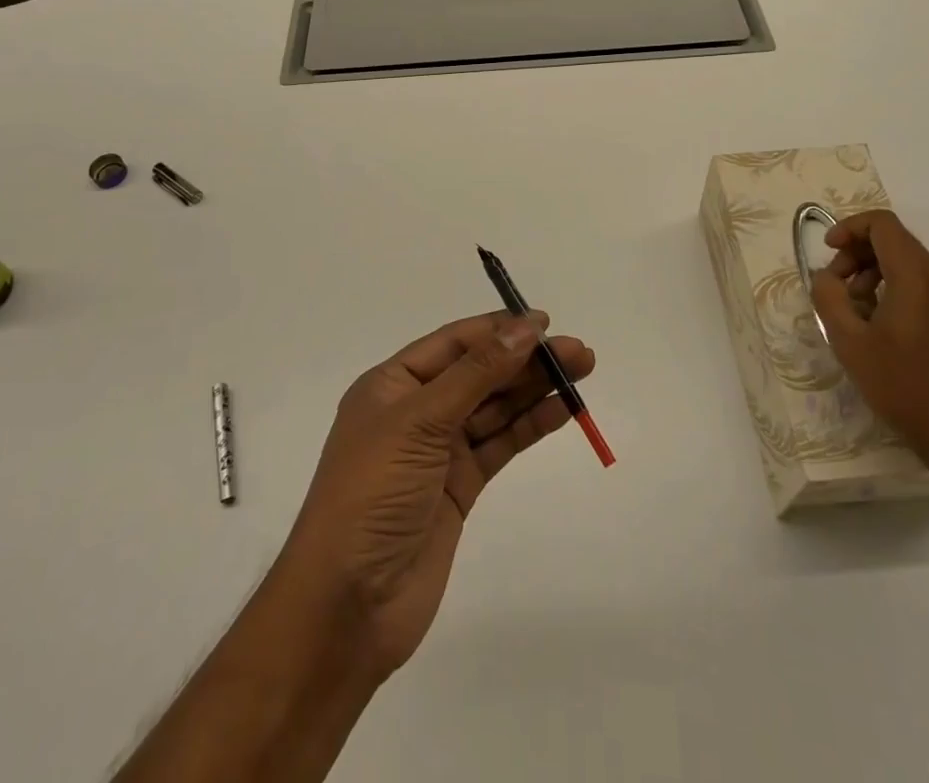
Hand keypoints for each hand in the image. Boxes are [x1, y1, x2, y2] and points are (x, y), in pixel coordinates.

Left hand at [275, 310, 596, 680]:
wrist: (347, 606)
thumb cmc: (372, 494)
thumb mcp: (419, 422)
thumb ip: (476, 374)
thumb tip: (523, 329)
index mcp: (392, 385)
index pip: (453, 343)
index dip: (498, 330)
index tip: (543, 323)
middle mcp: (416, 411)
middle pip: (479, 372)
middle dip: (525, 359)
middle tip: (577, 351)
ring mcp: (439, 451)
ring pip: (495, 407)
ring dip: (535, 388)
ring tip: (581, 370)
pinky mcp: (460, 487)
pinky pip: (501, 444)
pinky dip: (530, 425)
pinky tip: (563, 409)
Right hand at [810, 209, 928, 466]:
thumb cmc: (903, 386)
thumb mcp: (849, 342)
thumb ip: (829, 298)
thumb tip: (825, 277)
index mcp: (915, 278)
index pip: (882, 225)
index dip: (849, 228)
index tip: (829, 252)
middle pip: (895, 241)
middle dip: (857, 253)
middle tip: (836, 286)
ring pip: (908, 265)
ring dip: (873, 274)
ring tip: (854, 310)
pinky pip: (922, 287)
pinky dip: (893, 290)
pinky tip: (879, 328)